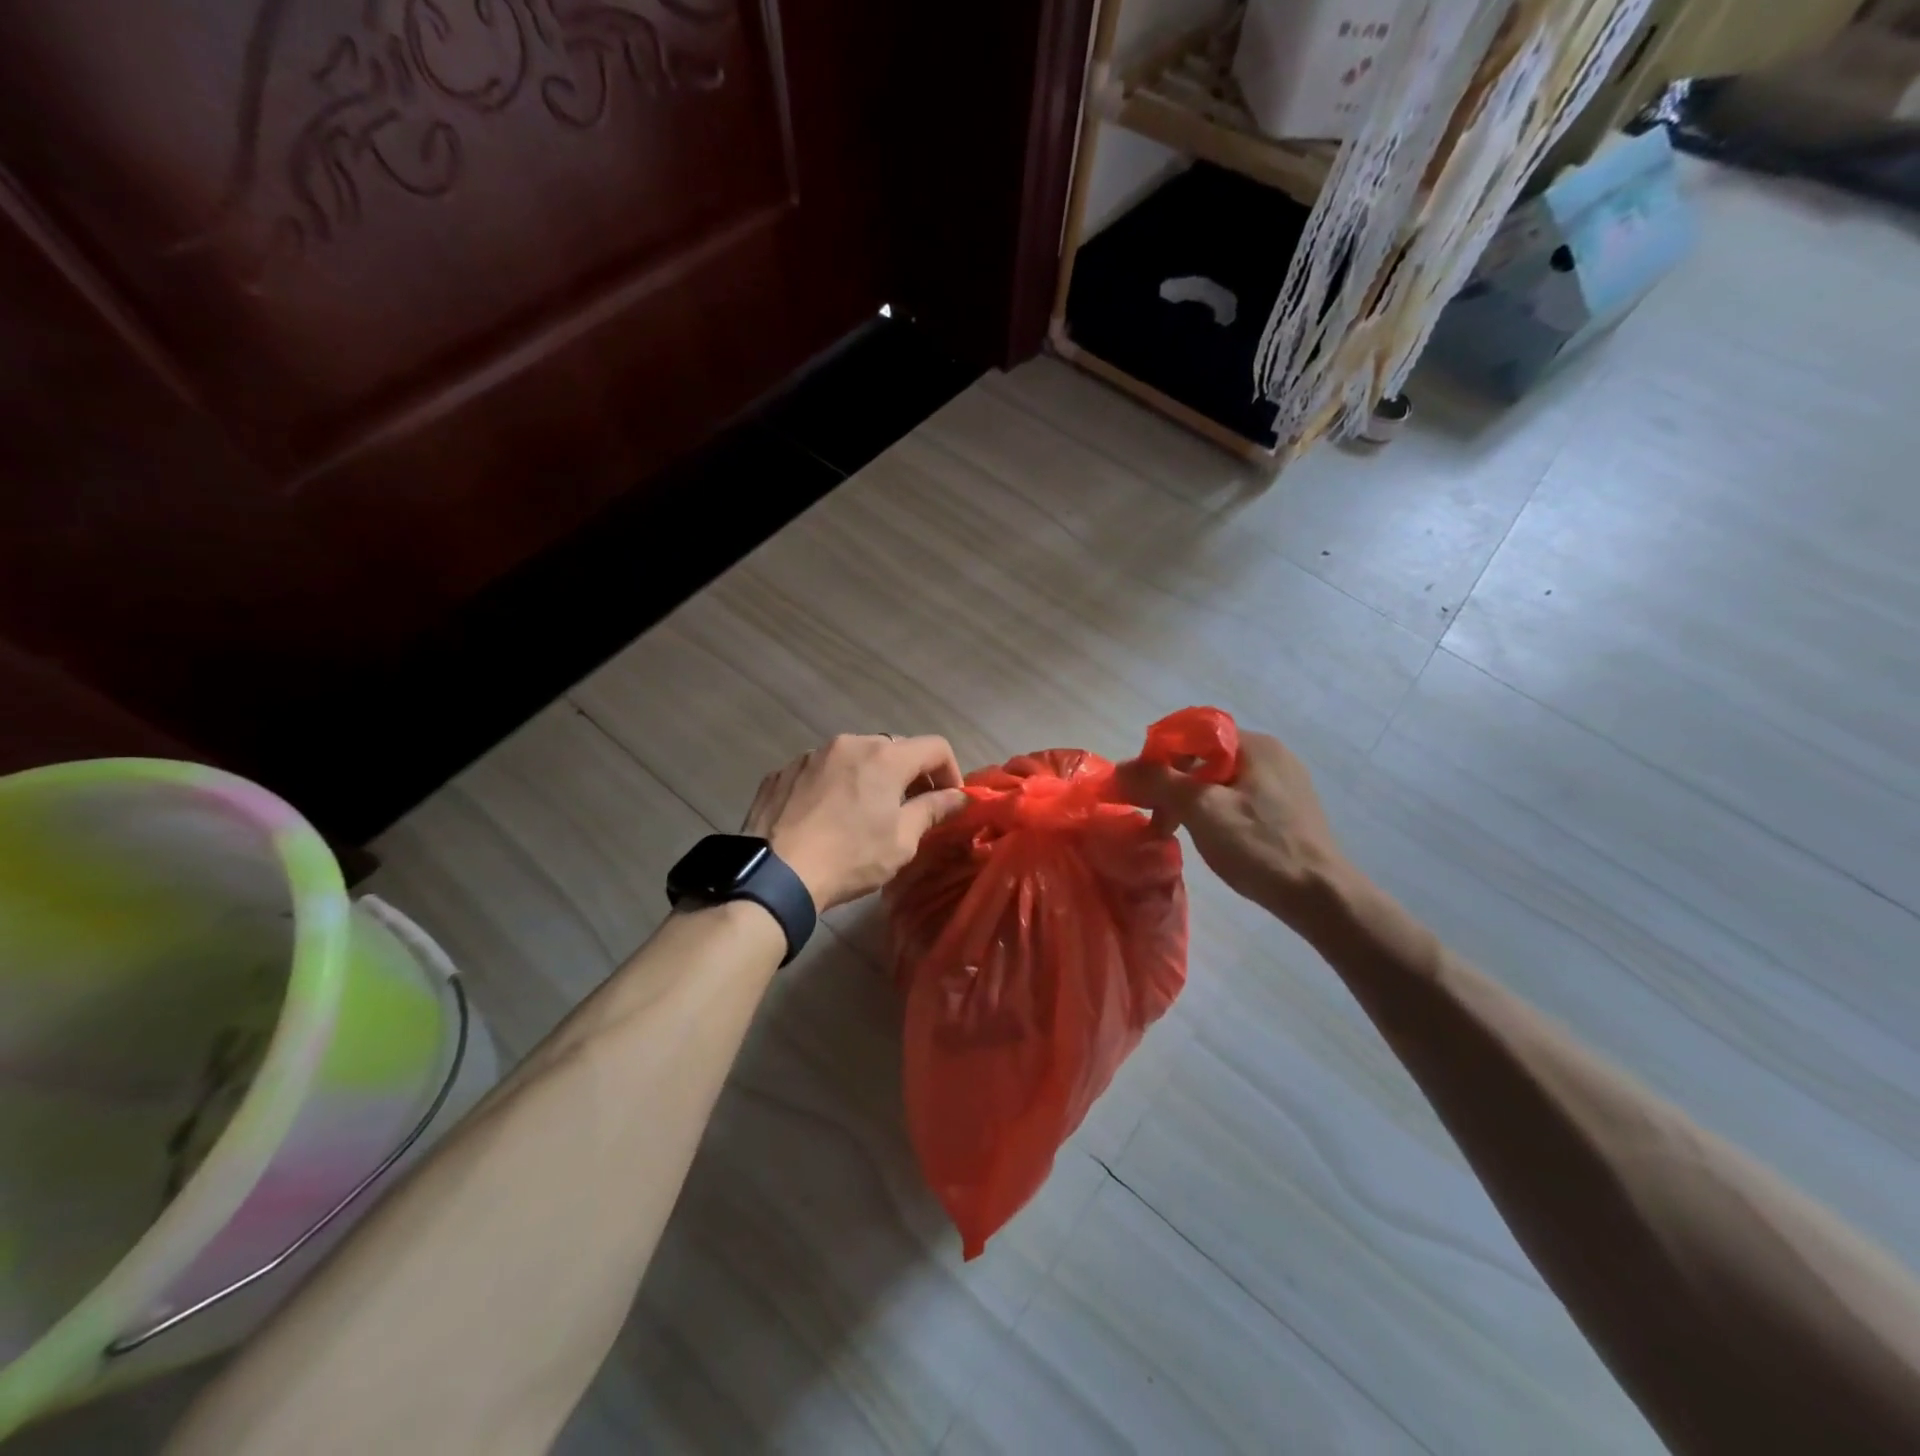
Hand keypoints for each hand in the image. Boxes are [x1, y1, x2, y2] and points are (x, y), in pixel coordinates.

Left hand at [742, 735, 969, 910]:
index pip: (935, 747)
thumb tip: (959, 797)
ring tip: (863, 813)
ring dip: (868, 777)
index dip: (950, 771)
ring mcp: (810, 754)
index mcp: (884, 756)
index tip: (949, 800)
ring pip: (853, 757)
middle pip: (893, 748)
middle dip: (909, 774)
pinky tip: (825, 817)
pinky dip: (833, 785)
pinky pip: (820, 770)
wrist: (774, 874)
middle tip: (911, 808)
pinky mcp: (782, 771)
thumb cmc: (849, 858)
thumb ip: (933, 810)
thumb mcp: (901, 841)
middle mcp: (848, 743)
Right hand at [1114, 730, 1348, 924]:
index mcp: (1254, 745)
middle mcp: (1270, 755)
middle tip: (1154, 818)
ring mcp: (1282, 783)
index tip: (1140, 789)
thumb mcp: (1202, 810)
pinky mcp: (1286, 810)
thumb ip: (1158, 782)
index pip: (1191, 734)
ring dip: (1188, 802)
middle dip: (1171, 784)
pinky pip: (1236, 799)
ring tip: (1173, 832)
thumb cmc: (1260, 847)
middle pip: (1203, 758)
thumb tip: (1119, 769)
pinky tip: (1207, 838)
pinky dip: (1212, 813)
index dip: (1158, 757)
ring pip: (1218, 781)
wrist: (1322, 897)